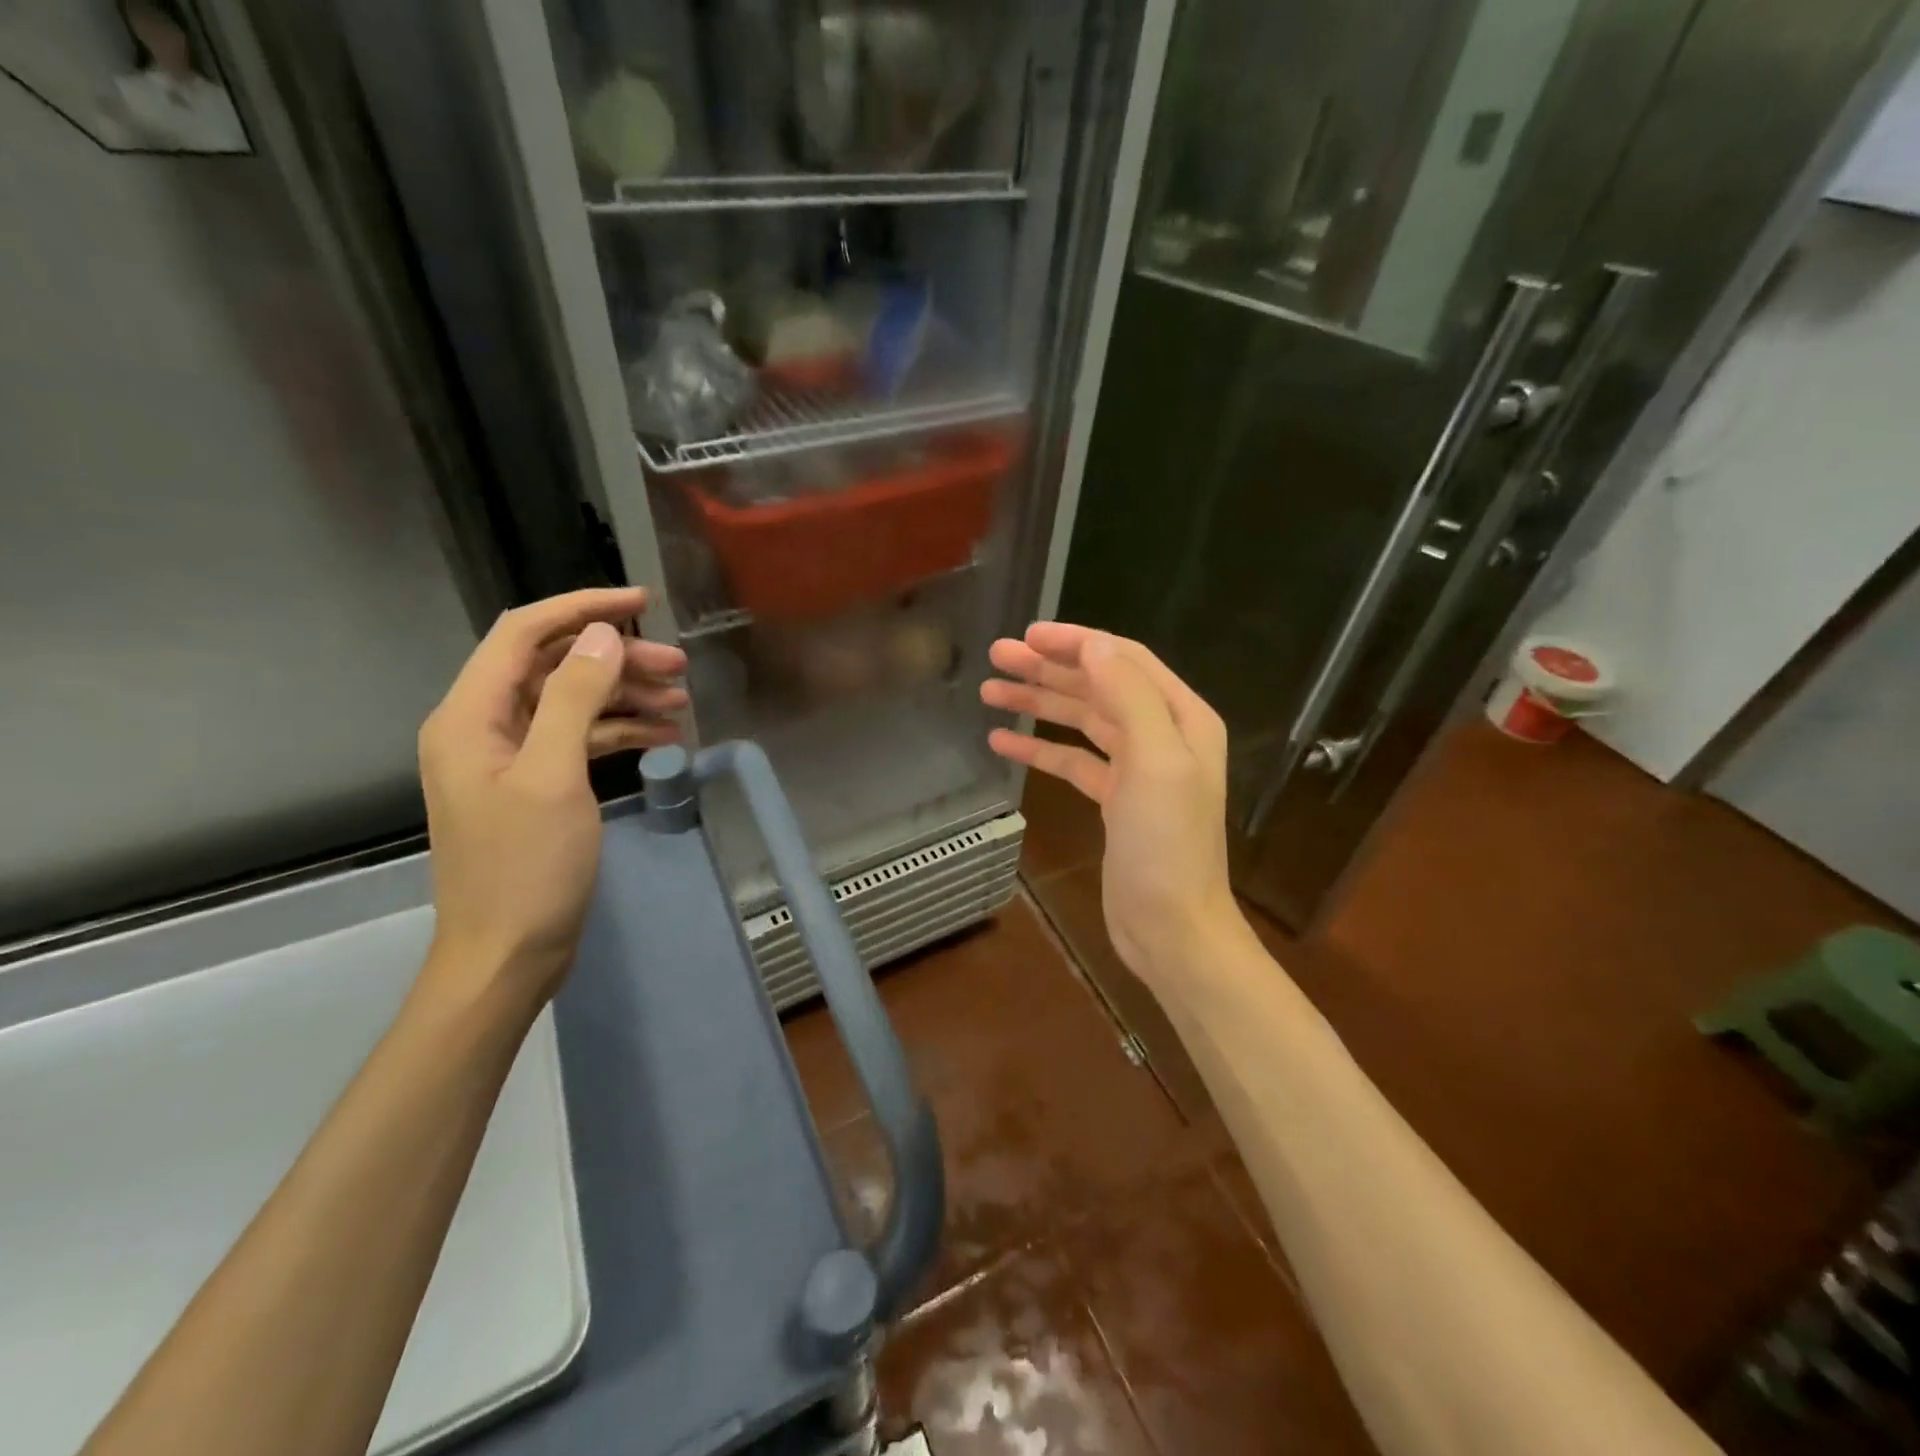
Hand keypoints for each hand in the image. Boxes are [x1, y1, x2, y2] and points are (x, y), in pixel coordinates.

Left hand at [416, 587, 687, 1009]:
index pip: (524, 633)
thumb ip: (573, 698)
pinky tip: (663, 734)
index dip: (582, 608)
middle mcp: (484, 726)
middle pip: (554, 666)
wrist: (508, 954)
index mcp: (470, 715)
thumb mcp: (553, 777)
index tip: (643, 601)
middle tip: (679, 666)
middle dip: (617, 658)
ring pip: (572, 702)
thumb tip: (602, 635)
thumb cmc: (526, 867)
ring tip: (681, 699)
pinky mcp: (536, 785)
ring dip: (624, 695)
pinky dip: (619, 731)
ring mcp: (511, 758)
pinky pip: (579, 739)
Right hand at [982, 624, 1245, 994]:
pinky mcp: (1114, 800)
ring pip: (1081, 721)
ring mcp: (1137, 768)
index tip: (1027, 634)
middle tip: (997, 656)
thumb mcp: (1155, 760)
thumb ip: (1128, 695)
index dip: (1075, 642)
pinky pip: (1072, 761)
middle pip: (1098, 686)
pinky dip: (1039, 749)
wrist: (1171, 927)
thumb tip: (1092, 645)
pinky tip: (1003, 742)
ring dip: (1038, 704)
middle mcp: (1161, 734)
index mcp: (1181, 716)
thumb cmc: (1167, 844)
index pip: (1123, 659)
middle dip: (1048, 669)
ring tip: (990, 691)